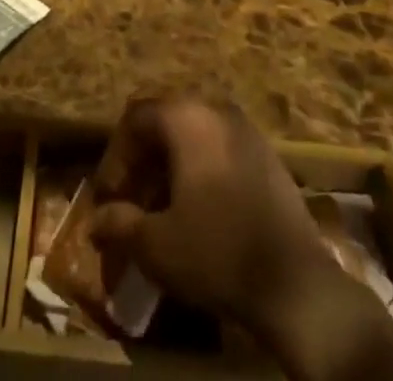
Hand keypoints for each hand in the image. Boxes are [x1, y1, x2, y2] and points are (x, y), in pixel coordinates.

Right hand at [89, 98, 392, 380]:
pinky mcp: (268, 155)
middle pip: (165, 122)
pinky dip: (199, 170)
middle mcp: (216, 109)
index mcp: (187, 118)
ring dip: (170, 166)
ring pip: (194, 135)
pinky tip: (197, 211)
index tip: (108, 198)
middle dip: (142, 161)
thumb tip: (95, 219)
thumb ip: (120, 224)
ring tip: (160, 210)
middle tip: (130, 202)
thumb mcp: (157, 246)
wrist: (297, 284)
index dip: (115, 157)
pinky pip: (220, 148)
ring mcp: (246, 129)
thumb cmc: (218, 254)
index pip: (136, 119)